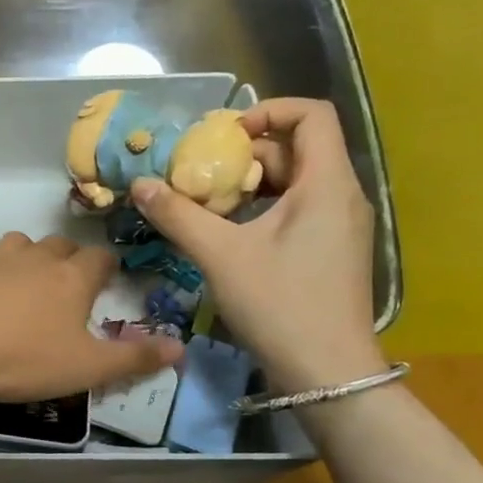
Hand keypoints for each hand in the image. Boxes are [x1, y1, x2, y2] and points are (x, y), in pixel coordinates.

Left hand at [0, 232, 181, 405]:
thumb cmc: (25, 359)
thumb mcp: (87, 368)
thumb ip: (134, 358)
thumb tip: (182, 348)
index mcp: (72, 279)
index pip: (100, 258)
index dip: (108, 266)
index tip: (108, 278)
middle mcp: (36, 259)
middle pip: (60, 245)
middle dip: (69, 259)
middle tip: (70, 283)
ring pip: (19, 243)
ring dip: (27, 256)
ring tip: (27, 280)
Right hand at [130, 98, 384, 393]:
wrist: (327, 371)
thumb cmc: (279, 304)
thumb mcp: (221, 256)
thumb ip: (179, 215)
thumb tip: (140, 185)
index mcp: (327, 184)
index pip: (312, 115)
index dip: (268, 111)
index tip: (224, 135)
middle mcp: (343, 196)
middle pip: (298, 149)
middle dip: (247, 154)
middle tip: (201, 173)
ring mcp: (340, 225)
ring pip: (296, 182)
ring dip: (250, 184)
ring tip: (208, 204)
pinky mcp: (331, 250)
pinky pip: (298, 209)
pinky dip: (263, 208)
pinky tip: (229, 233)